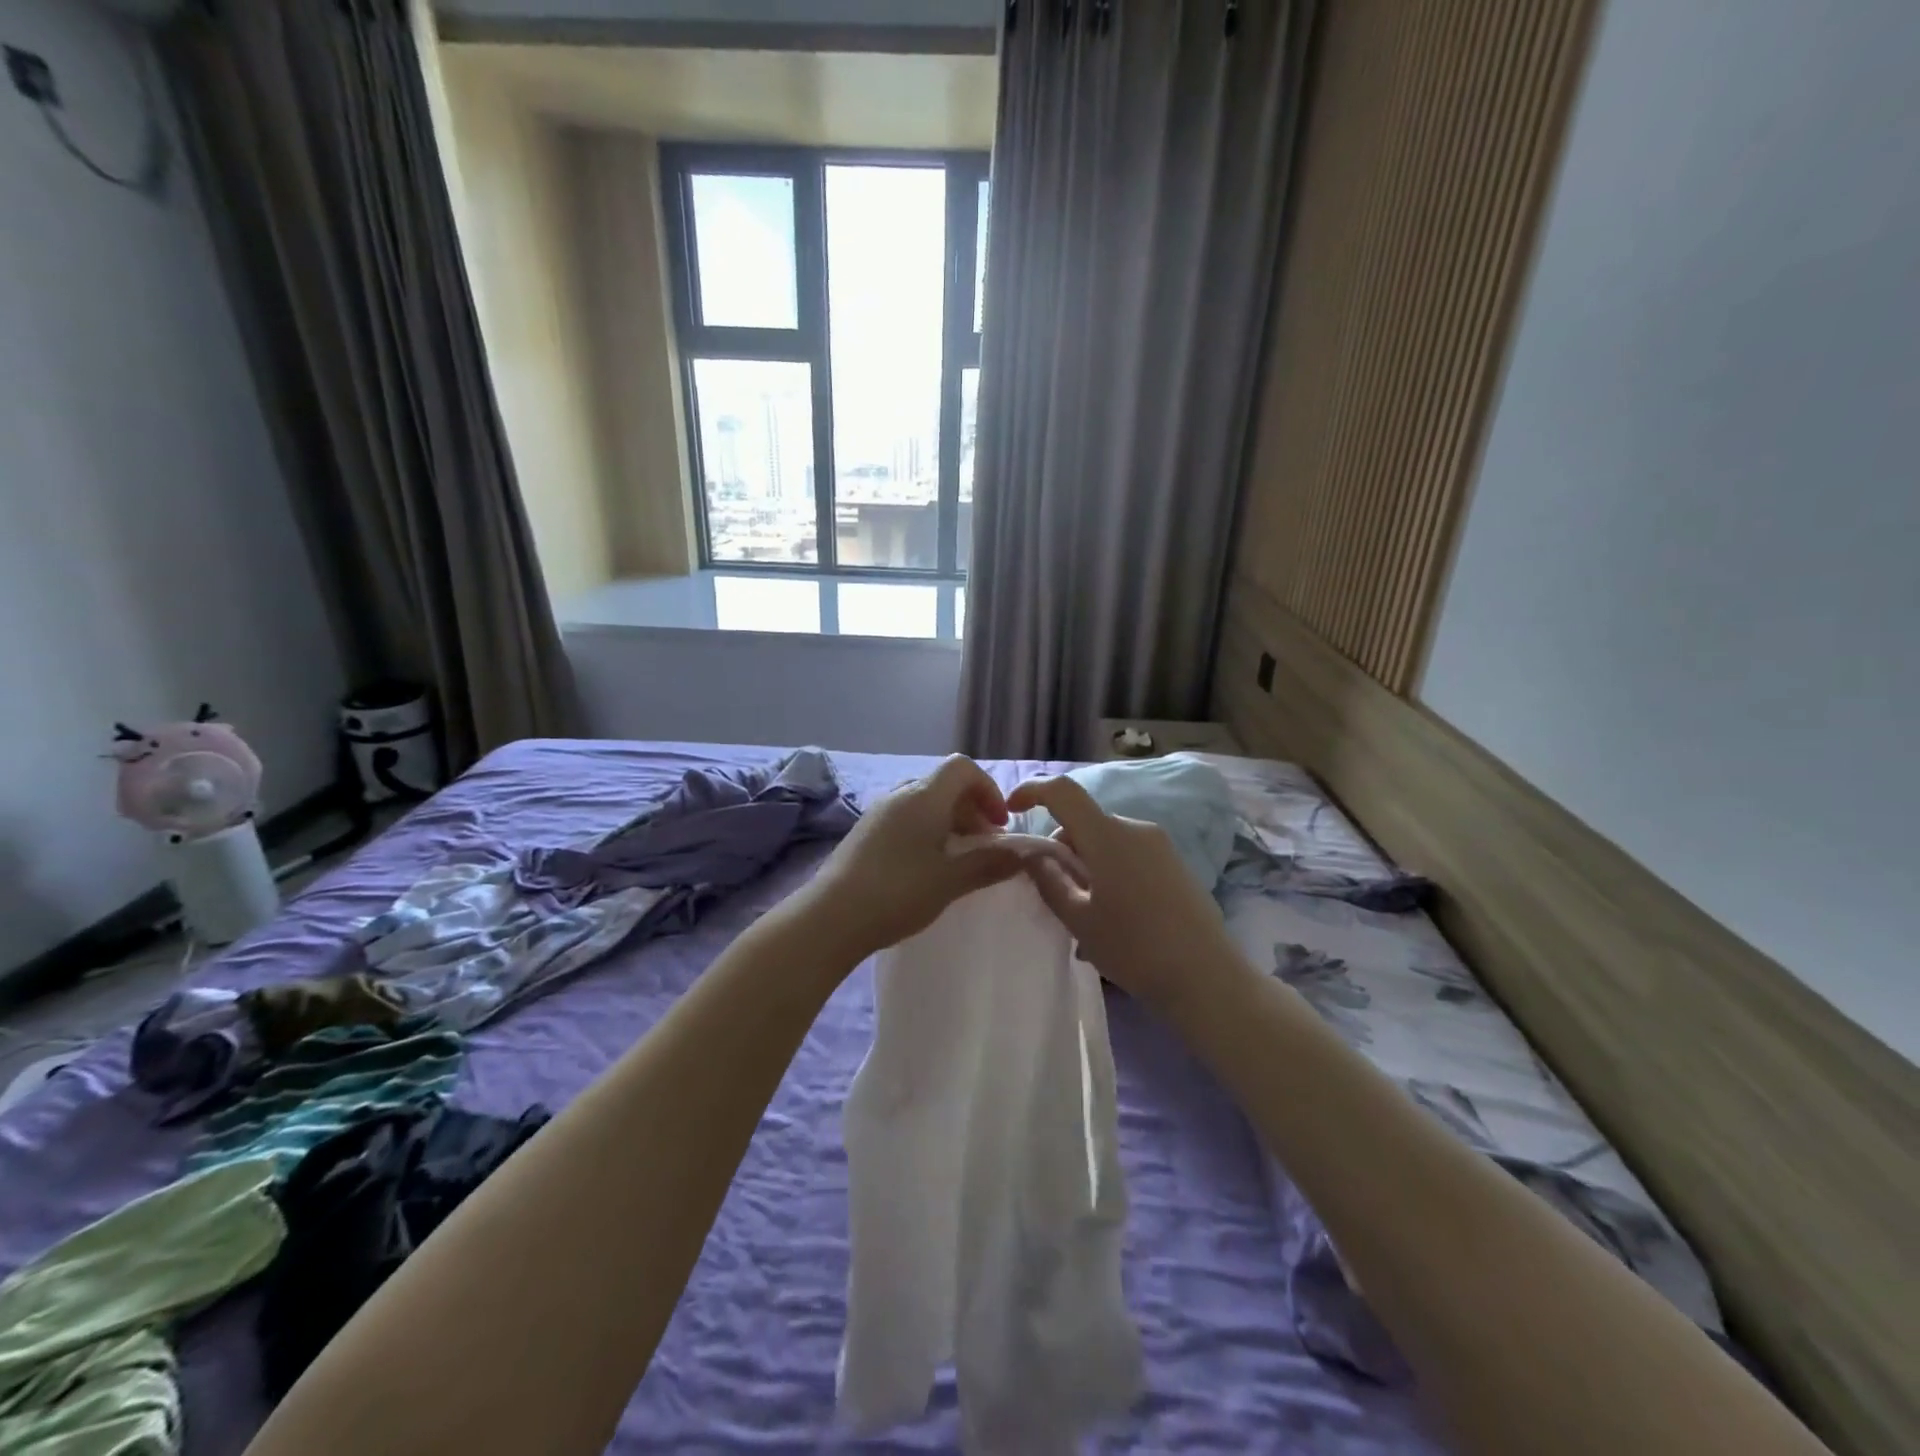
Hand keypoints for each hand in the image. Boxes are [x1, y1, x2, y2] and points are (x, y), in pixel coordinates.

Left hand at [796, 755, 1025, 964]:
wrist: (831, 917)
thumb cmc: (898, 892)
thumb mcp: (950, 880)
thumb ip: (989, 863)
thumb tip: (1023, 854)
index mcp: (924, 796)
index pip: (962, 768)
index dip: (987, 789)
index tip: (998, 825)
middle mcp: (900, 795)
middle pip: (944, 784)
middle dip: (971, 809)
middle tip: (985, 845)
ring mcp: (878, 812)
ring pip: (924, 802)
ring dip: (949, 821)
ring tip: (959, 858)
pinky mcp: (864, 832)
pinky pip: (905, 818)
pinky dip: (926, 831)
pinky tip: (927, 866)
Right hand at [1005, 775, 1245, 1011]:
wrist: (1207, 977)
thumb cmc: (1134, 948)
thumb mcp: (1079, 919)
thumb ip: (1049, 880)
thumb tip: (1032, 854)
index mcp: (1108, 835)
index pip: (1062, 791)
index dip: (1032, 791)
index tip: (1011, 809)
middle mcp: (1135, 828)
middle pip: (1084, 821)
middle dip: (1060, 846)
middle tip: (1051, 890)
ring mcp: (1160, 844)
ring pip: (1106, 840)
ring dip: (1085, 863)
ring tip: (1083, 913)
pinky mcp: (1175, 863)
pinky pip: (1128, 854)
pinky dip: (1108, 871)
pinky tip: (1111, 915)